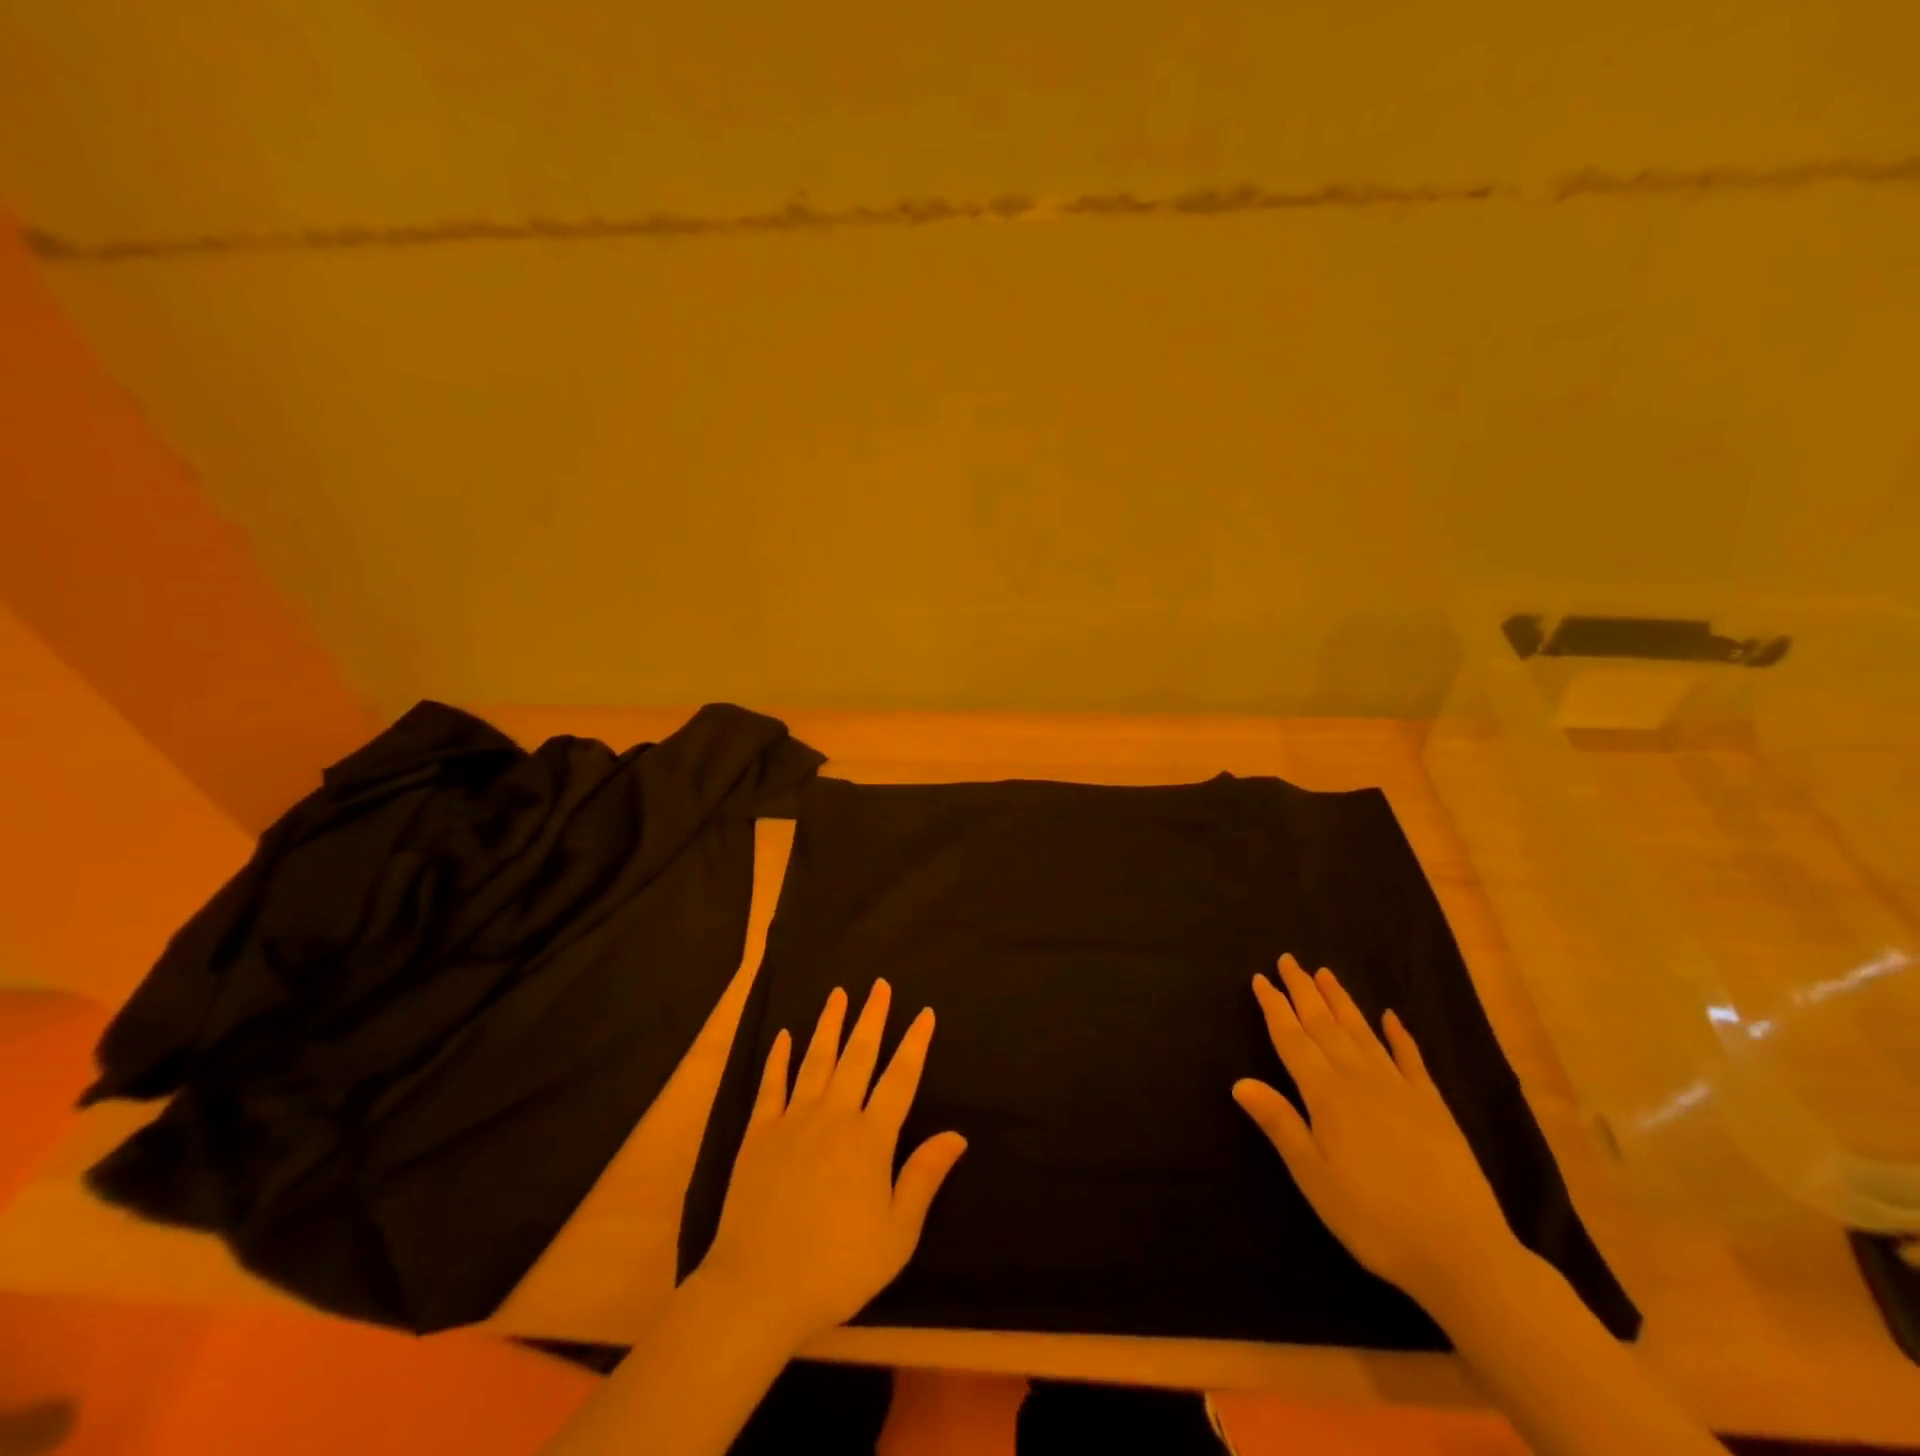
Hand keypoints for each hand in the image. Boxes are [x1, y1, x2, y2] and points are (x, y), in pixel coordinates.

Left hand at [698, 980, 967, 1343]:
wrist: (756, 1289)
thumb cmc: (836, 1267)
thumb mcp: (896, 1235)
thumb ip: (924, 1178)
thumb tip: (957, 1134)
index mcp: (870, 1138)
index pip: (900, 1079)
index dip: (915, 1044)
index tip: (925, 1013)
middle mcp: (834, 1116)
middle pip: (858, 1055)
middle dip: (872, 1017)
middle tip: (880, 984)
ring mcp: (793, 1120)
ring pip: (816, 1059)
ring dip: (830, 1024)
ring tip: (838, 993)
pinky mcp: (758, 1133)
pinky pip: (771, 1085)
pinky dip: (779, 1058)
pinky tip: (785, 1036)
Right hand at [1233, 954, 1517, 1306]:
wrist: (1463, 1253)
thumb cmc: (1374, 1219)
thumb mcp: (1314, 1178)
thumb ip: (1280, 1124)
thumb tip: (1239, 1081)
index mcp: (1327, 1095)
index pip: (1292, 1040)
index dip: (1274, 1008)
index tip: (1260, 978)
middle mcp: (1360, 1079)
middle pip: (1325, 1025)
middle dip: (1303, 991)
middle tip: (1288, 960)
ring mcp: (1400, 1089)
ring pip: (1362, 1032)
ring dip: (1341, 1001)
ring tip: (1325, 973)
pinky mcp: (1434, 1106)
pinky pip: (1411, 1059)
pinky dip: (1399, 1035)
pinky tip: (1391, 1017)